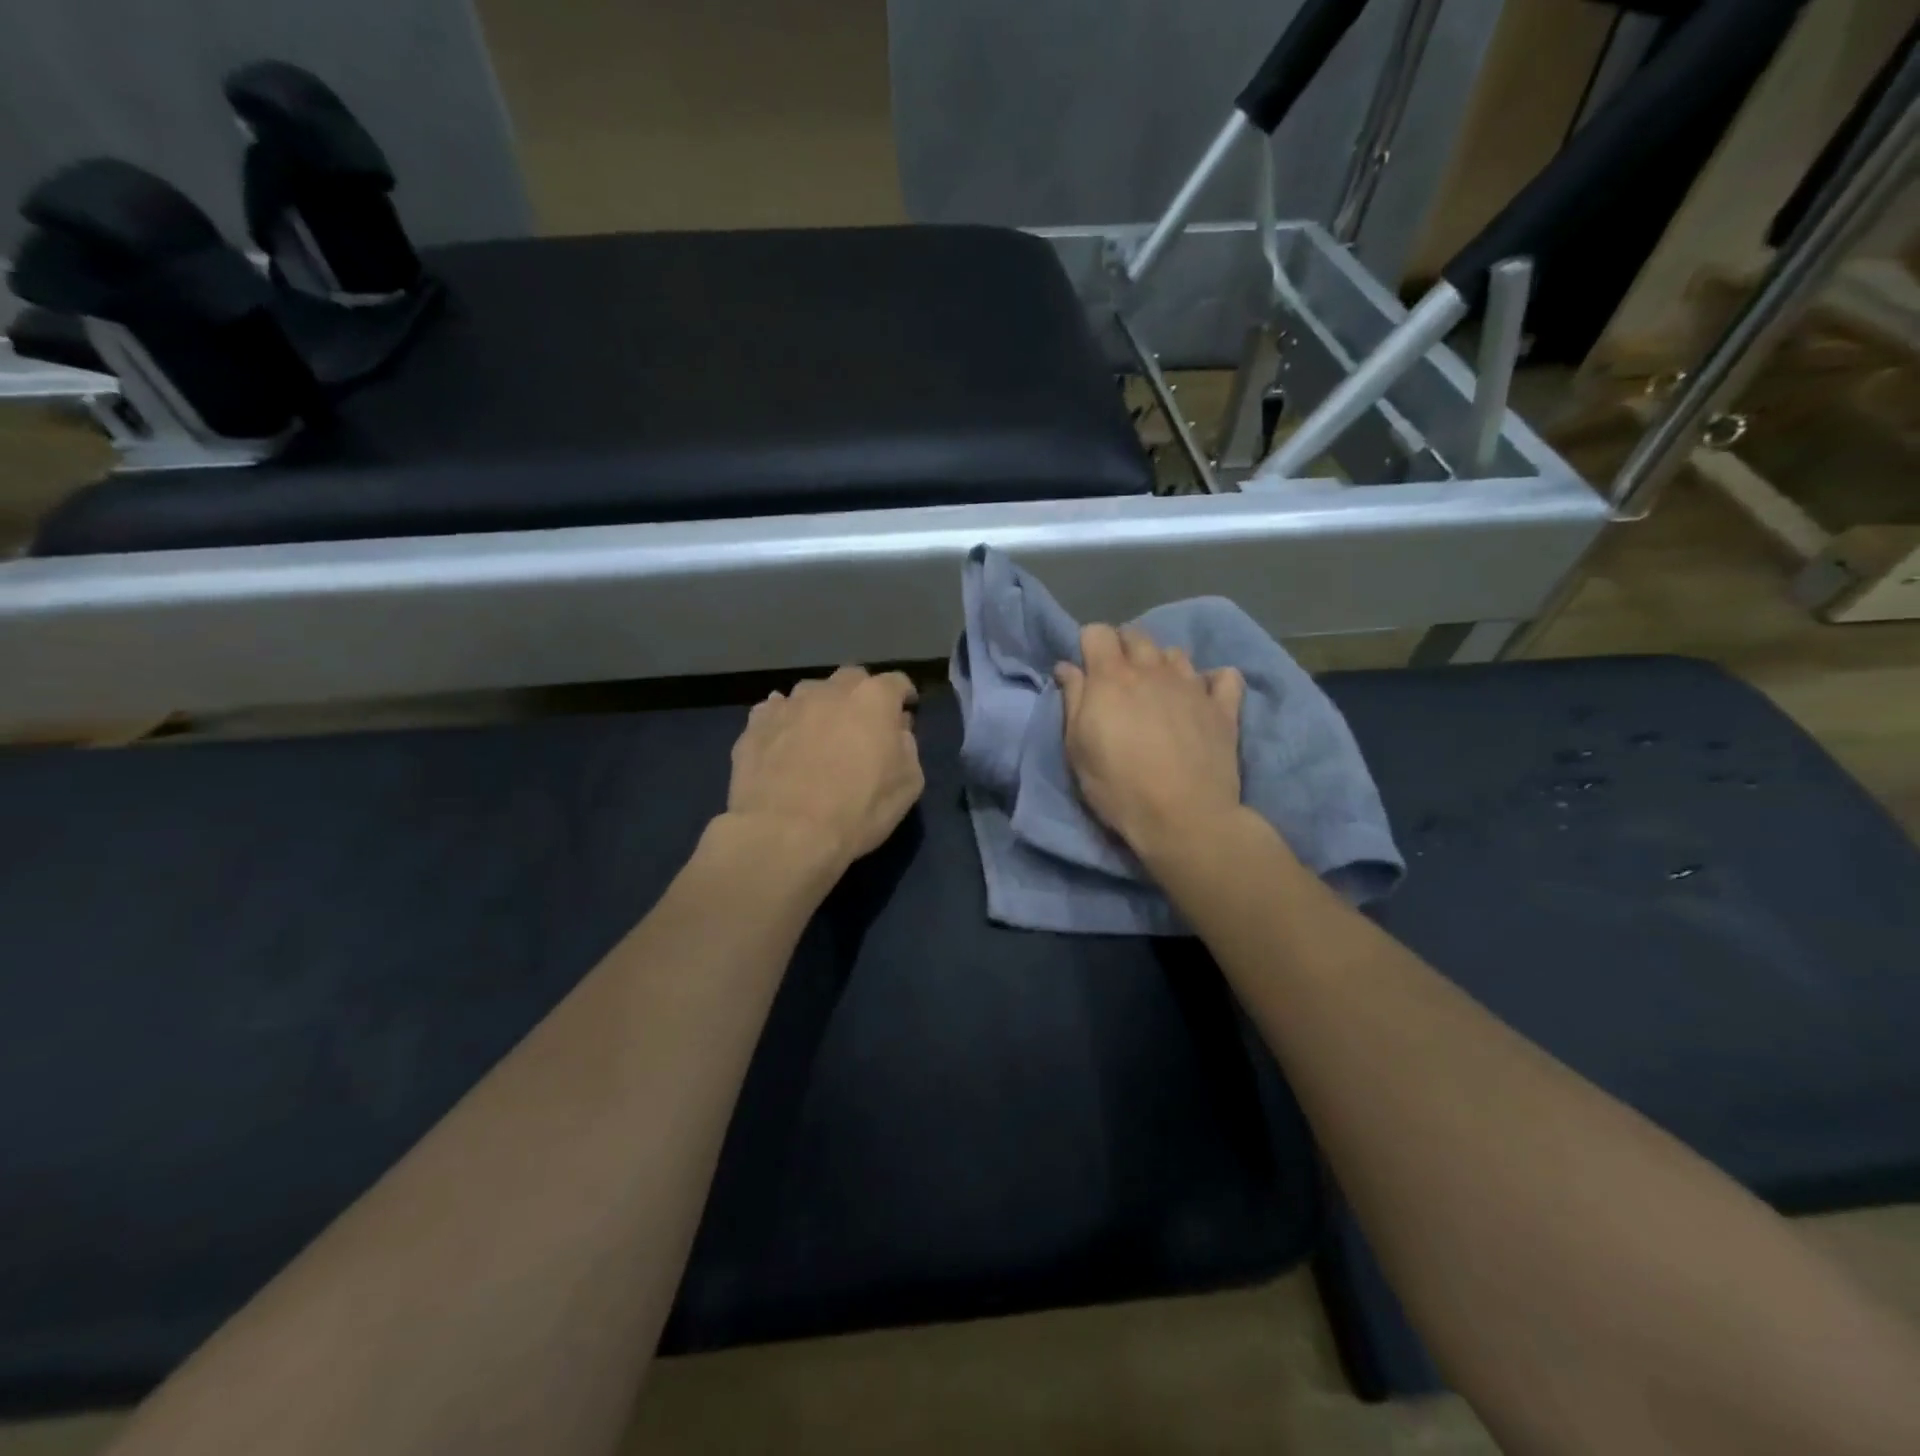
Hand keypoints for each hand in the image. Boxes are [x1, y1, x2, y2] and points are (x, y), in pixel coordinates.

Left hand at [725, 666, 924, 872]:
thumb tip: (896, 731)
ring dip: (821, 707)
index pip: (896, 682)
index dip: (903, 696)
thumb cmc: (858, 810)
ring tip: (819, 735)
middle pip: (851, 679)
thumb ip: (907, 747)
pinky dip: (785, 722)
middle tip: (862, 725)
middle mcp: (831, 691)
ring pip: (811, 692)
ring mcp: (789, 704)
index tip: (906, 712)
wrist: (785, 833)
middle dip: (861, 695)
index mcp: (873, 699)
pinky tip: (785, 743)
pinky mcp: (755, 724)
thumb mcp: (908, 785)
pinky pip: (775, 711)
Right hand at [1055, 625, 1246, 862]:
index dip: (1088, 645)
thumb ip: (1073, 700)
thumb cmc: (1119, 786)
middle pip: (1136, 635)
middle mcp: (1153, 670)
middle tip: (1118, 682)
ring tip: (1158, 692)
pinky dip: (1212, 681)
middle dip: (1123, 649)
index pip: (1097, 632)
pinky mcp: (1223, 707)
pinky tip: (1203, 698)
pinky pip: (1223, 676)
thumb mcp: (1078, 748)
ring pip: (1175, 653)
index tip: (1086, 671)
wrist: (1184, 817)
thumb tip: (1068, 667)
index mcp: (1112, 677)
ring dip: (1162, 664)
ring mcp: (1192, 685)